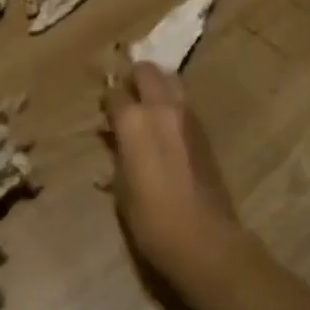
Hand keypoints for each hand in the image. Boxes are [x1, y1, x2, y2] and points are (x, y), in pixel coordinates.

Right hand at [102, 62, 245, 287]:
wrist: (205, 239)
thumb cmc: (151, 219)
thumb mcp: (121, 187)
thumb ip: (117, 153)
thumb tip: (115, 139)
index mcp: (134, 121)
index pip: (115, 93)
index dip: (107, 101)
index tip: (104, 112)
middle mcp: (161, 109)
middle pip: (146, 71)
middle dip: (134, 78)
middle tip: (127, 97)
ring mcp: (187, 117)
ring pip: (171, 82)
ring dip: (157, 88)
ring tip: (148, 109)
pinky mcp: (205, 131)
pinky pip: (184, 105)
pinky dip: (172, 106)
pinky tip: (167, 128)